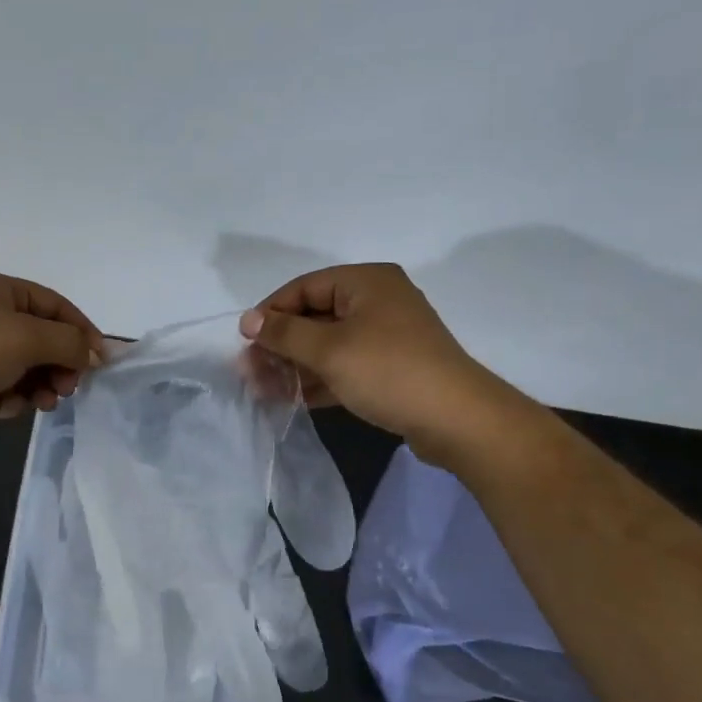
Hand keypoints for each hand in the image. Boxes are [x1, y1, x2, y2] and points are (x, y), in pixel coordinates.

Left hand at [0, 272, 104, 439]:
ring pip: (22, 368)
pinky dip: (10, 398)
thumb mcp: (29, 338)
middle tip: (67, 388)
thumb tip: (93, 353)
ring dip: (38, 386)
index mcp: (1, 291)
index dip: (82, 331)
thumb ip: (69, 343)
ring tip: (43, 403)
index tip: (100, 361)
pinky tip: (10, 407)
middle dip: (58, 365)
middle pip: (40, 339)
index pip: (56, 306)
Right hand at [238, 263, 513, 459]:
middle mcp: (377, 301)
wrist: (456, 419)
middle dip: (280, 344)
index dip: (271, 312)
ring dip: (295, 366)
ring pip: (328, 345)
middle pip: (315, 316)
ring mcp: (386, 336)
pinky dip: (319, 379)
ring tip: (262, 389)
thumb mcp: (329, 350)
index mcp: (366, 282)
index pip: (305, 287)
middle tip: (249, 371)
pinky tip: (291, 399)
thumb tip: (248, 319)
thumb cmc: (388, 371)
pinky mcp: (391, 368)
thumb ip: (284, 333)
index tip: (245, 341)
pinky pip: (345, 366)